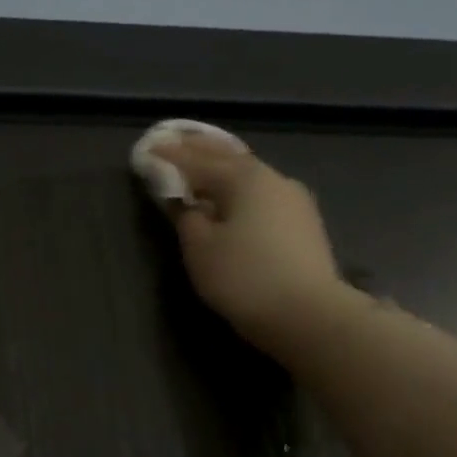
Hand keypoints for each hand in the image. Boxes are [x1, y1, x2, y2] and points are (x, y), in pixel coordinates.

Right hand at [152, 131, 346, 358]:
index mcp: (244, 179)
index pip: (198, 161)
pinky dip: (240, 190)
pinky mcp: (303, 225)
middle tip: (177, 141)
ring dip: (223, 169)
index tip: (150, 147)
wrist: (307, 314)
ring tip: (203, 165)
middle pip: (229, 158)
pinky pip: (262, 196)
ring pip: (249, 176)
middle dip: (201, 150)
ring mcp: (294, 201)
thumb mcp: (201, 250)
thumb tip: (186, 202)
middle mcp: (273, 179)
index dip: (171, 155)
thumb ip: (187, 219)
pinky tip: (233, 198)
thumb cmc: (244, 278)